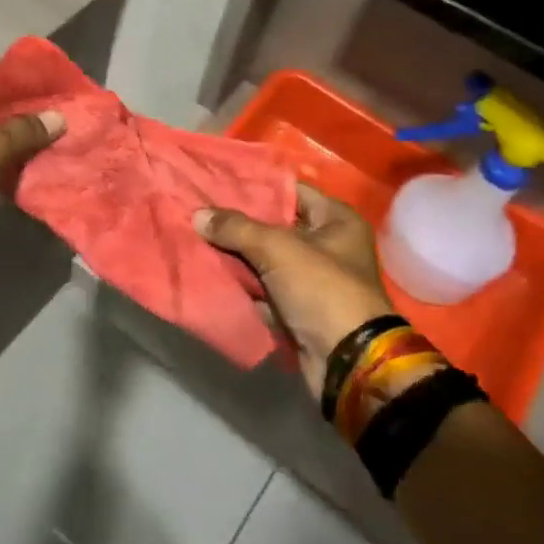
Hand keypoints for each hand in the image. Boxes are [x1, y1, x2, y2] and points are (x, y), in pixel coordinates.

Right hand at [195, 185, 395, 397]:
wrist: (345, 361)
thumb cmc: (321, 289)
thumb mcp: (277, 249)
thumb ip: (236, 228)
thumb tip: (198, 214)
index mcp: (336, 220)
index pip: (290, 191)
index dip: (255, 186)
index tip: (218, 182)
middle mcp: (329, 245)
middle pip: (275, 226)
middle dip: (239, 224)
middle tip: (201, 211)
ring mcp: (314, 279)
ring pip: (266, 259)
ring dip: (237, 256)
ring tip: (197, 239)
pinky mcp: (299, 308)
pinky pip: (265, 288)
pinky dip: (244, 285)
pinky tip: (211, 274)